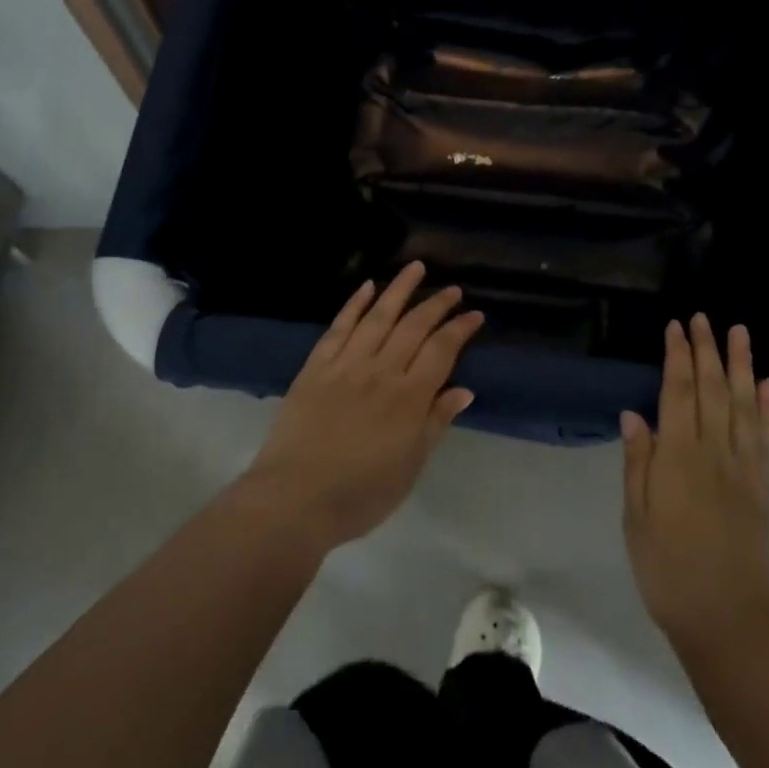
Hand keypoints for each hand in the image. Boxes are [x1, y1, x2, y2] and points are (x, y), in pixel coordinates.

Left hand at [242, 263, 481, 556]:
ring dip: (399, 289)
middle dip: (436, 304)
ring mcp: (346, 365)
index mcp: (409, 398)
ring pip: (378, 316)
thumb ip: (436, 423)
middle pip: (413, 326)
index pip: (441, 351)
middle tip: (452, 289)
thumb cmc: (360, 494)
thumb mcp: (410, 467)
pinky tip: (366, 287)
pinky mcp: (316, 367)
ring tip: (415, 267)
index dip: (459, 329)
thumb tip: (463, 390)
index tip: (474, 315)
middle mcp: (381, 371)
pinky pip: (338, 327)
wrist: (294, 500)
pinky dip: (354, 305)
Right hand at [621, 316, 768, 652]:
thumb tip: (633, 413)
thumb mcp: (636, 520)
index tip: (675, 327)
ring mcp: (745, 467)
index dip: (677, 357)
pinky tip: (768, 383)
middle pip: (712, 389)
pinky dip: (768, 406)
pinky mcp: (765, 486)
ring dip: (741, 365)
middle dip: (707, 350)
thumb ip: (638, 463)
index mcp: (678, 458)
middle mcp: (714, 452)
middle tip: (703, 317)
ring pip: (743, 404)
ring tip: (740, 332)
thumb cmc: (668, 571)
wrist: (729, 621)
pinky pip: (767, 436)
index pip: (678, 393)